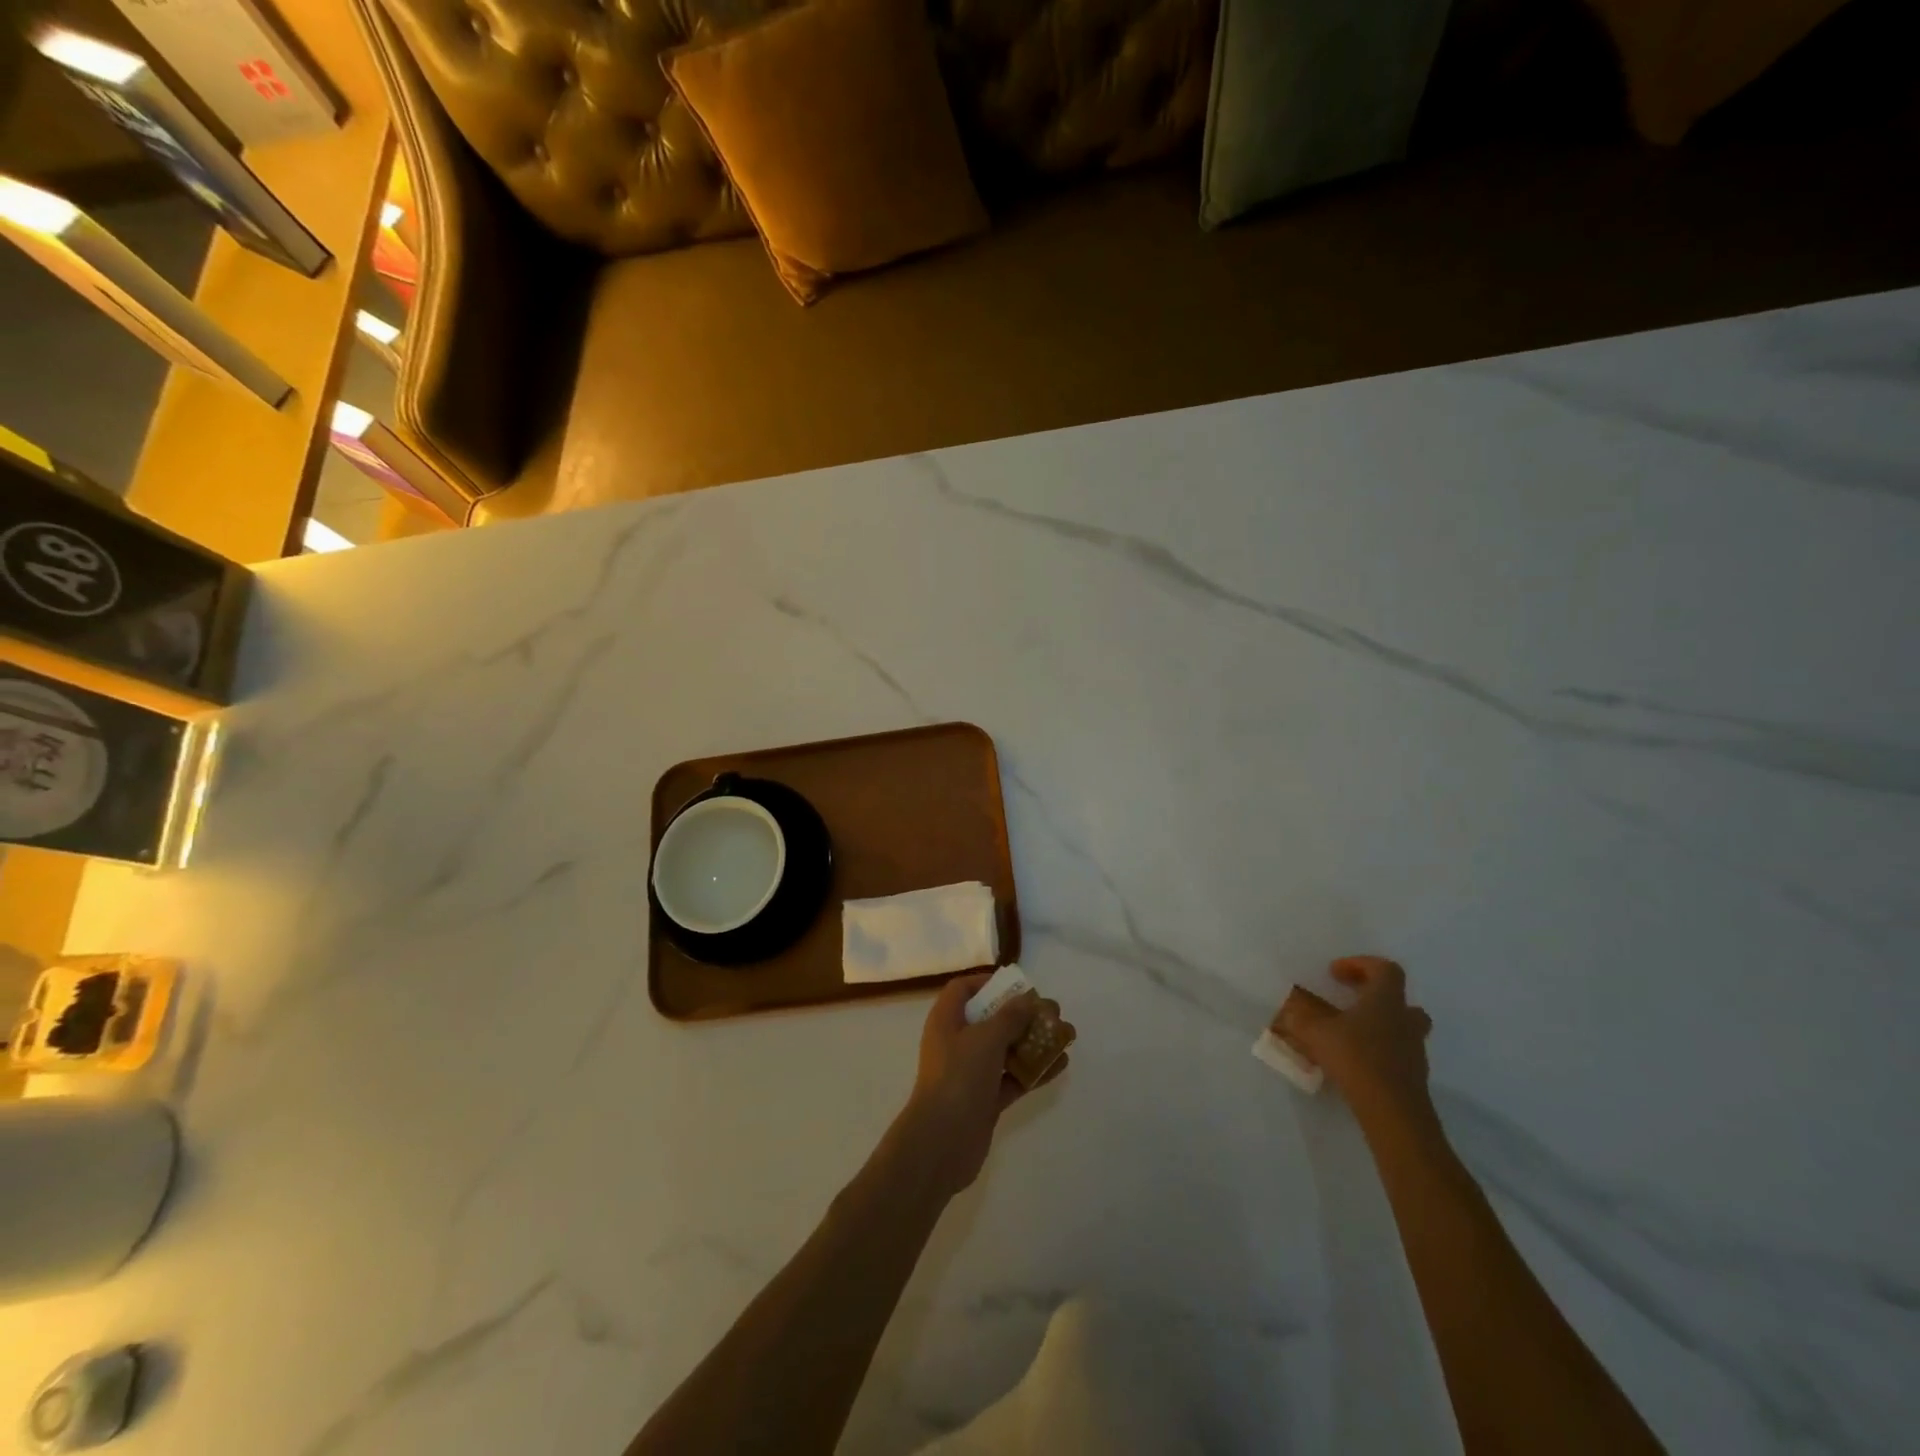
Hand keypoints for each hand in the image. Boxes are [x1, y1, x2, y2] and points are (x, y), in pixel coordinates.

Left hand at [896, 974, 1071, 1196]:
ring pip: (1006, 1050)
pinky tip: (1061, 1064)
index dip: (987, 983)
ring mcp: (971, 1073)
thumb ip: (1010, 1016)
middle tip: (1053, 1012)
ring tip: (1066, 1036)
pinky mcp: (985, 1099)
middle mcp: (956, 1043)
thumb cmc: (959, 1077)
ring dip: (1034, 1042)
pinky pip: (1013, 1077)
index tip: (1017, 985)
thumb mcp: (986, 1038)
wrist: (942, 1142)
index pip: (962, 990)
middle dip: (1022, 1015)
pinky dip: (1034, 1070)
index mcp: (946, 1021)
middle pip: (991, 1020)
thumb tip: (1028, 999)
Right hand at [1278, 956, 1434, 1133]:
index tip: (1335, 973)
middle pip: (1400, 999)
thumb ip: (1299, 1018)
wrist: (1394, 1112)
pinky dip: (1378, 1051)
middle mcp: (1405, 1020)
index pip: (1384, 969)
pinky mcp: (1413, 1076)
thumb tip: (1286, 1010)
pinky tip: (1355, 1062)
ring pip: (1401, 1027)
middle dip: (1374, 997)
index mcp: (1385, 1000)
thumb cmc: (1356, 1058)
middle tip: (1349, 1001)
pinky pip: (1396, 1053)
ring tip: (1349, 1034)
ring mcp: (1413, 1050)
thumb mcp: (1315, 1032)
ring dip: (1377, 1025)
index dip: (1360, 964)